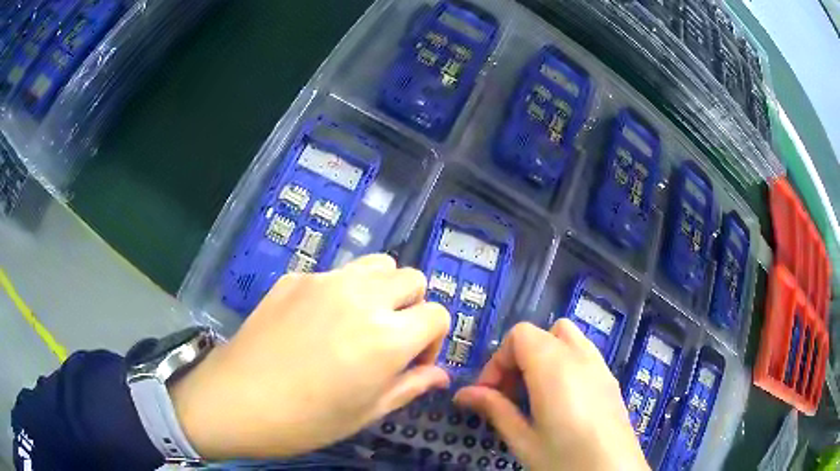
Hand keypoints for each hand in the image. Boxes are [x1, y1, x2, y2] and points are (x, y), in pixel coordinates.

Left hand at [170, 254, 450, 458]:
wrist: (235, 401)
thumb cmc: (305, 421)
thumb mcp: (366, 412)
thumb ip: (410, 387)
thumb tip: (439, 376)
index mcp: (386, 337)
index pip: (438, 314)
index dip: (433, 340)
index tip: (412, 364)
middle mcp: (362, 297)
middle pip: (412, 279)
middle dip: (412, 309)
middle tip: (389, 341)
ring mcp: (324, 281)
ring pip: (377, 265)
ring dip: (383, 290)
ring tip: (361, 323)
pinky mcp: (295, 278)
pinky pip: (336, 274)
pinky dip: (343, 291)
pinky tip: (316, 324)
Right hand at [454, 321, 648, 470]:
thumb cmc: (565, 459)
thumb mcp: (523, 440)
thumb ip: (495, 409)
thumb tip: (463, 393)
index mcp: (554, 367)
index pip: (519, 335)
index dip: (497, 360)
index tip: (489, 393)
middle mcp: (580, 356)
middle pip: (543, 333)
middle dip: (519, 356)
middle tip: (510, 394)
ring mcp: (600, 366)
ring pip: (567, 338)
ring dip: (544, 357)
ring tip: (534, 394)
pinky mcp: (611, 379)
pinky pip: (584, 354)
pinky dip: (565, 364)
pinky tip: (562, 401)